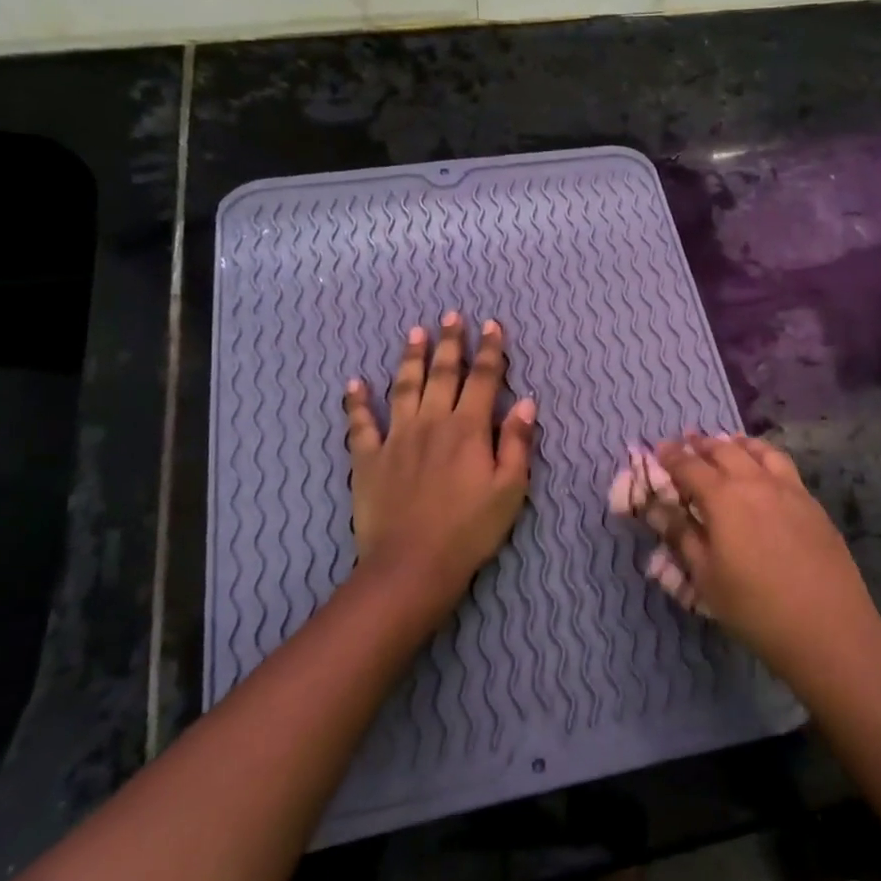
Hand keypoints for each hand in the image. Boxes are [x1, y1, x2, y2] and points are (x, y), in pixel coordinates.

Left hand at [343, 313, 536, 611]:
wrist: (412, 564)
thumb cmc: (470, 529)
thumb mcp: (510, 490)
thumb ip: (518, 443)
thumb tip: (526, 402)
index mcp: (469, 428)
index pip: (483, 378)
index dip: (490, 350)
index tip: (492, 325)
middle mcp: (432, 422)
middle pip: (442, 373)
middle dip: (450, 342)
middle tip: (451, 315)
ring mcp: (396, 437)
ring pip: (403, 387)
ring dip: (410, 358)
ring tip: (414, 332)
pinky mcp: (368, 458)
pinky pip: (360, 424)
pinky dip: (356, 402)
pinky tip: (354, 383)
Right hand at [651, 435, 880, 675]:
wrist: (828, 627)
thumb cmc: (754, 607)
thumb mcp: (705, 577)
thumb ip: (681, 535)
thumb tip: (656, 508)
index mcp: (723, 498)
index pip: (689, 466)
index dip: (671, 456)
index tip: (659, 448)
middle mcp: (755, 482)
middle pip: (724, 450)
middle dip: (701, 444)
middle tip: (687, 442)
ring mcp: (789, 489)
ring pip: (758, 451)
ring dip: (736, 443)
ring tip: (726, 443)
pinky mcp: (812, 503)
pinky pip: (783, 465)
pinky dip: (764, 456)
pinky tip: (763, 470)